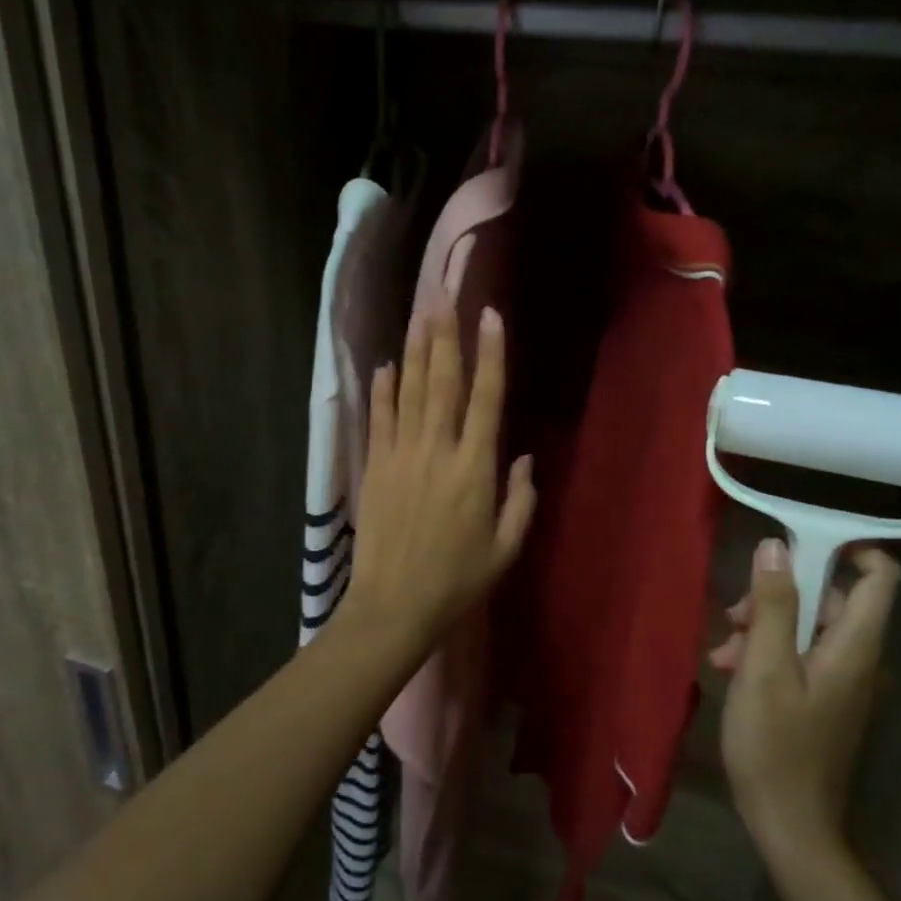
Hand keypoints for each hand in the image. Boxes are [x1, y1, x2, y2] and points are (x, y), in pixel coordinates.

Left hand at [340, 307, 535, 660]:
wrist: (395, 605)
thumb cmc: (457, 581)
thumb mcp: (506, 548)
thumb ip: (520, 500)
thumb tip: (524, 458)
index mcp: (475, 468)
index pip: (486, 398)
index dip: (490, 354)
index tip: (490, 316)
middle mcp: (438, 450)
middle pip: (443, 381)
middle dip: (445, 335)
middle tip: (444, 295)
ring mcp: (402, 455)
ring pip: (409, 391)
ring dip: (414, 350)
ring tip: (419, 313)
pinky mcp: (375, 467)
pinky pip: (379, 419)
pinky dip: (382, 390)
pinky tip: (384, 365)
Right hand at [712, 538, 900, 867]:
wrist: (791, 826)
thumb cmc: (775, 745)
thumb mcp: (763, 669)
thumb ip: (772, 606)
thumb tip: (776, 547)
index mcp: (854, 647)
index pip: (881, 578)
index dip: (850, 549)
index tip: (799, 541)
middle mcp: (859, 658)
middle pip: (831, 599)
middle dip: (779, 595)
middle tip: (733, 616)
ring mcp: (845, 682)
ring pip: (809, 627)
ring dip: (765, 628)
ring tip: (723, 652)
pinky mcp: (827, 699)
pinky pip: (803, 655)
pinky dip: (770, 653)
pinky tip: (732, 671)